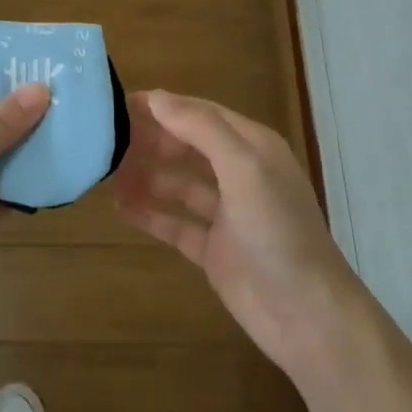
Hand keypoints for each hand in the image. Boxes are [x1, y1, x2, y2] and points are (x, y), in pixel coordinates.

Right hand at [112, 90, 360, 374]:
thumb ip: (201, 129)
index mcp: (253, 148)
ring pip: (178, 184)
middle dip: (150, 141)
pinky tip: (119, 208)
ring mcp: (227, 214)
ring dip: (146, 176)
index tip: (117, 105)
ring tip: (106, 173)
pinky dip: (150, 214)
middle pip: (187, 146)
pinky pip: (176, 223)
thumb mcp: (243, 168)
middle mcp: (240, 175)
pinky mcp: (214, 250)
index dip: (162, 107)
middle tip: (105, 141)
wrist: (305, 314)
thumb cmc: (277, 231)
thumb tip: (156, 97)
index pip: (201, 113)